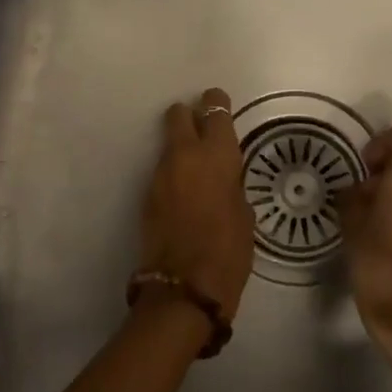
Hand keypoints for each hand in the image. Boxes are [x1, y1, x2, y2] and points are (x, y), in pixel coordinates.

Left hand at [139, 88, 255, 326]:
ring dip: (180, 149)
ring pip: (169, 144)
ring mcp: (160, 174)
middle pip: (178, 115)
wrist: (184, 288)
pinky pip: (162, 171)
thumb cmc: (229, 252)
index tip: (219, 105)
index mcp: (217, 155)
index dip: (217, 104)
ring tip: (196, 172)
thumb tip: (224, 180)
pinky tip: (184, 196)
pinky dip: (173, 175)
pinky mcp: (146, 194)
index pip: (215, 110)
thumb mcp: (244, 215)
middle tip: (202, 131)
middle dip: (189, 116)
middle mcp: (185, 155)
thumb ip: (232, 186)